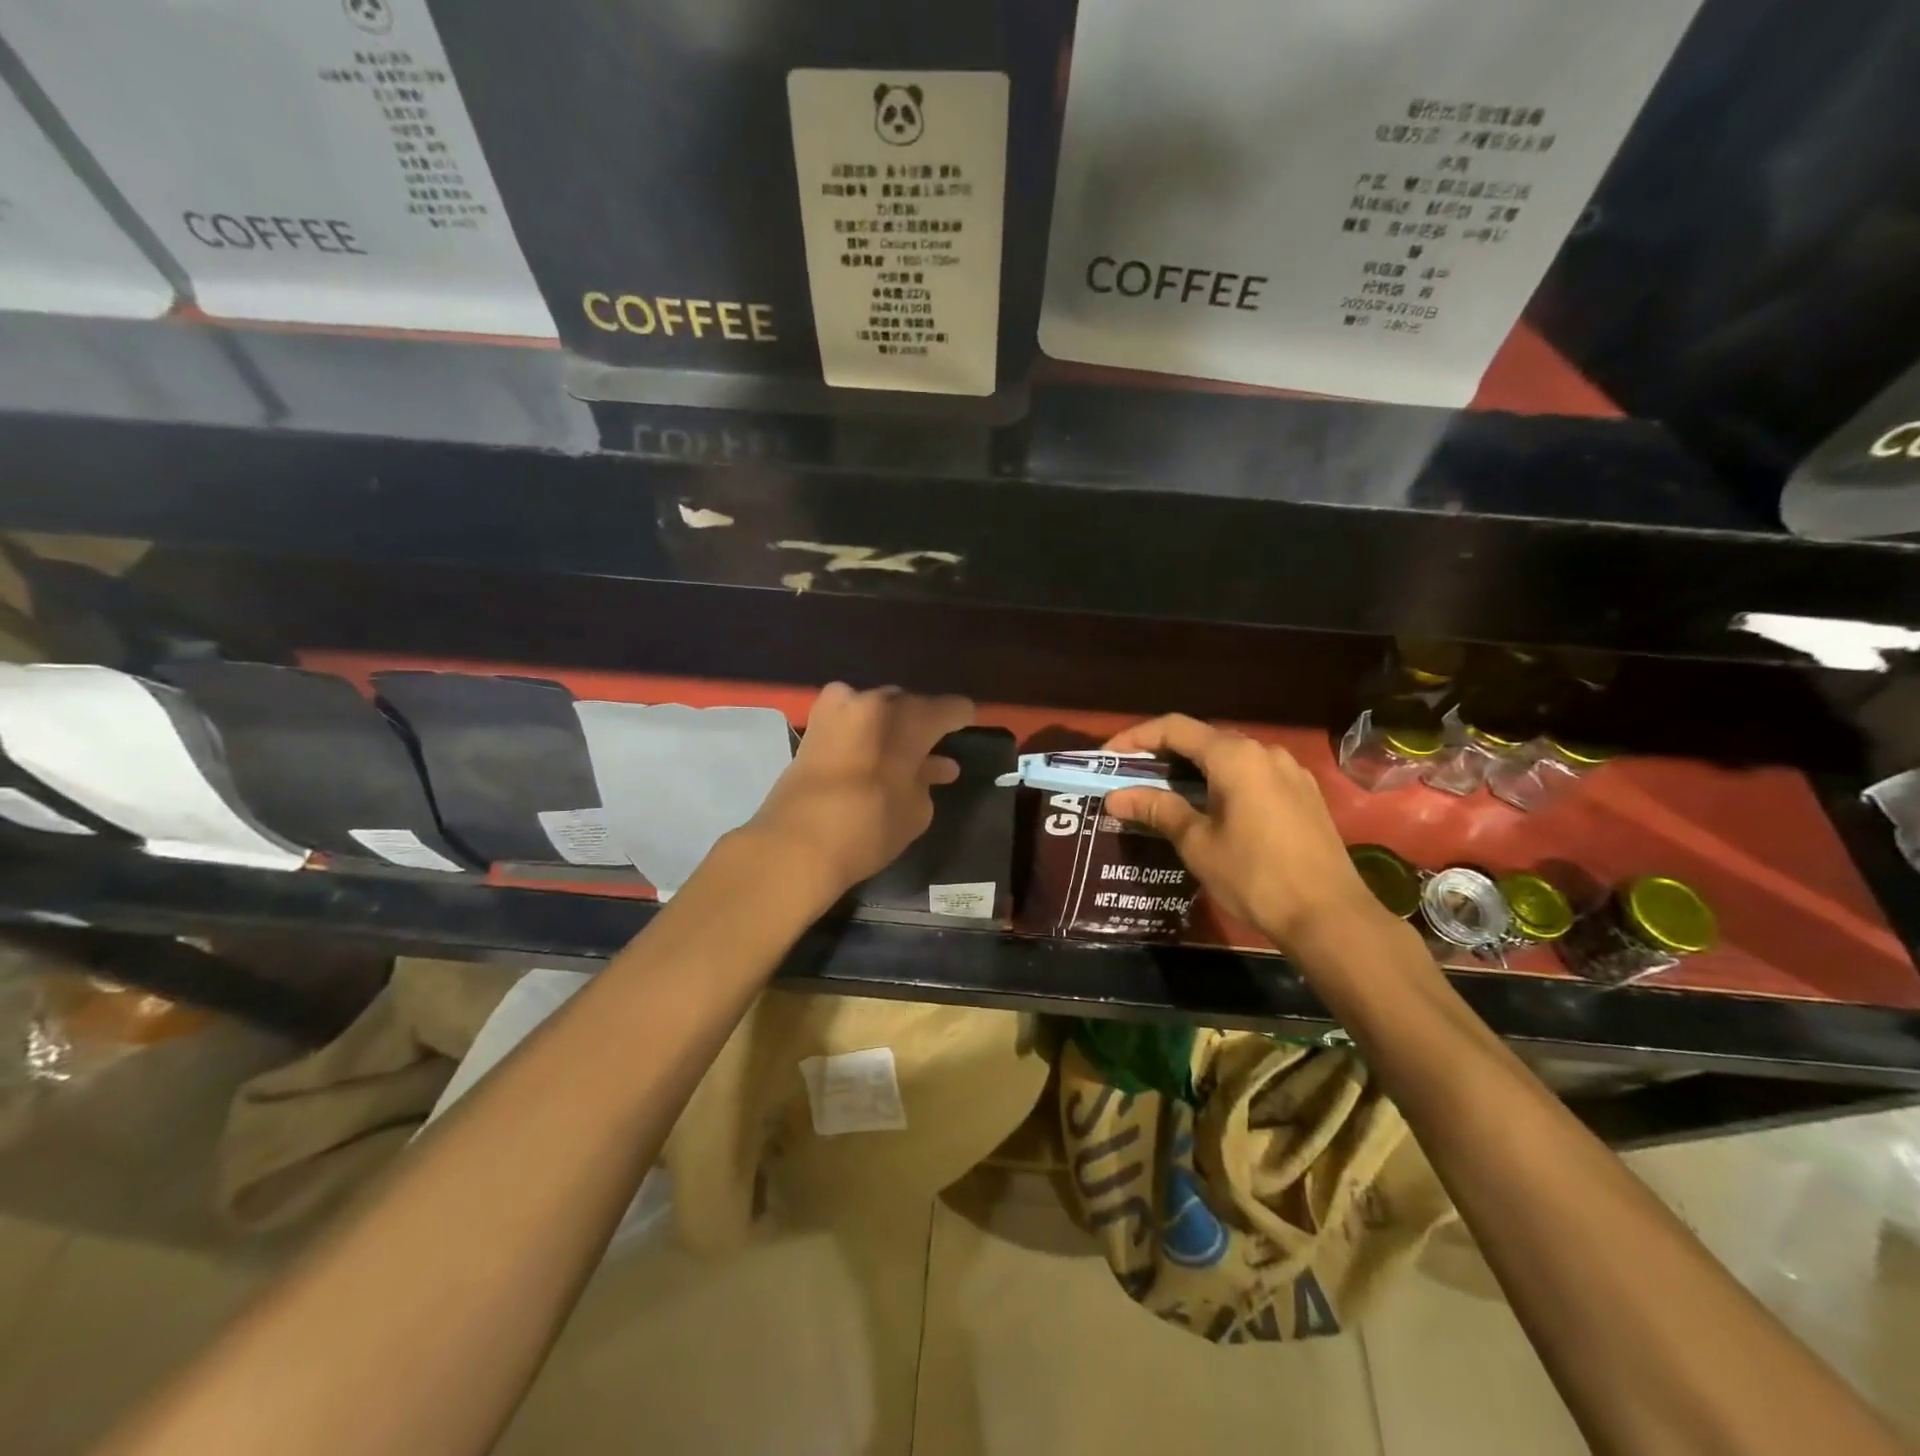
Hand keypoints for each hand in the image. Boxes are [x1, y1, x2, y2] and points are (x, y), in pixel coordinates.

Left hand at [749, 683, 975, 896]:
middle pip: (908, 704)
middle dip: (921, 722)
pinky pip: (850, 721)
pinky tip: (873, 753)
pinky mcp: (812, 728)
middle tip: (933, 744)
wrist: (796, 844)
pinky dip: (865, 733)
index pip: (948, 708)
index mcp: (908, 718)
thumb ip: (927, 781)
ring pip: (876, 710)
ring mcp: (838, 711)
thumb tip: (930, 768)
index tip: (969, 723)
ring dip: (891, 728)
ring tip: (905, 753)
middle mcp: (873, 702)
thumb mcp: (917, 811)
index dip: (962, 716)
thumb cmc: (869, 827)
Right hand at [1101, 714, 1383, 947]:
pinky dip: (1223, 781)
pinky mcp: (1304, 794)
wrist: (1329, 915)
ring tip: (1167, 793)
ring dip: (1194, 769)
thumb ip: (1157, 809)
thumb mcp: (1197, 843)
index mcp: (1236, 756)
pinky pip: (1254, 774)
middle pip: (1203, 738)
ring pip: (1230, 757)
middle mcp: (1265, 752)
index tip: (1108, 758)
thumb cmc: (1255, 876)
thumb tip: (1116, 796)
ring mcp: (1291, 771)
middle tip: (1132, 777)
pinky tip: (1212, 808)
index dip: (1136, 737)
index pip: (1175, 728)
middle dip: (1164, 753)